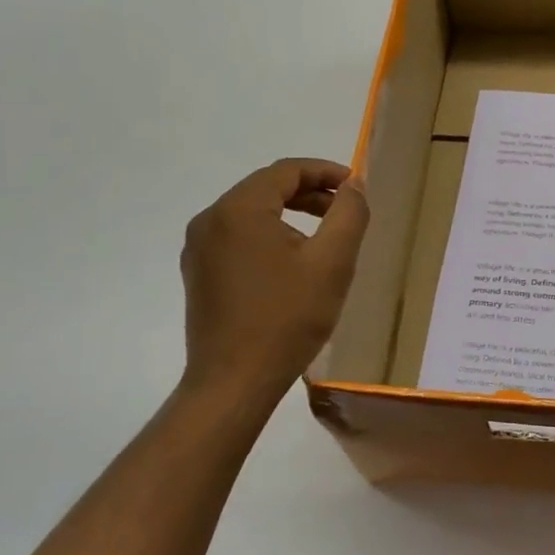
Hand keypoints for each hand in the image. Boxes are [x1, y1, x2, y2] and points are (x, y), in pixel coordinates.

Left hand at [179, 158, 369, 403]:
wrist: (234, 383)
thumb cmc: (287, 319)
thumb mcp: (332, 262)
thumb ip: (348, 214)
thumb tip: (354, 184)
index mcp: (238, 209)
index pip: (286, 170)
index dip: (326, 172)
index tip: (356, 186)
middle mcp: (210, 220)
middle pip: (267, 188)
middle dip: (310, 193)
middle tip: (345, 210)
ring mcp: (199, 249)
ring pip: (252, 213)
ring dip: (291, 214)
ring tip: (325, 235)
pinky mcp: (199, 273)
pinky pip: (238, 237)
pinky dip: (270, 235)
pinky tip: (293, 262)